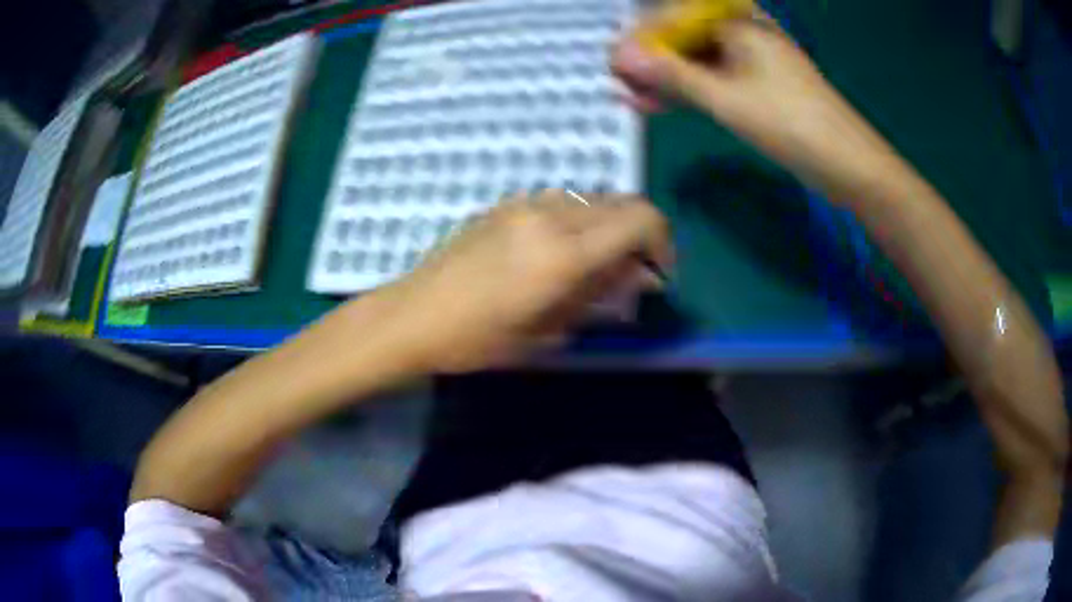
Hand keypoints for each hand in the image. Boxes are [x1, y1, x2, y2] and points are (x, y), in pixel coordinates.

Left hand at [358, 191, 672, 372]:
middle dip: (639, 234)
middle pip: (621, 202)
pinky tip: (556, 252)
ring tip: (592, 265)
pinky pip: (560, 201)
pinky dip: (578, 220)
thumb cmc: (479, 339)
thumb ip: (600, 295)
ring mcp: (524, 203)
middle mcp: (550, 214)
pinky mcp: (505, 203)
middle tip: (628, 273)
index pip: (641, 219)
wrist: (413, 315)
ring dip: (607, 225)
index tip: (656, 272)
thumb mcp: (548, 329)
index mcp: (564, 250)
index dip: (662, 242)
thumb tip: (640, 277)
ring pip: (591, 198)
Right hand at [612, 10, 894, 197]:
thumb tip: (620, 56)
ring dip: (669, 79)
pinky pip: (717, 79)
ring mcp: (755, 60)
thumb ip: (672, 75)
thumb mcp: (726, 98)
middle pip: (688, 37)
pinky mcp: (762, 85)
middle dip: (653, 60)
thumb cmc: (791, 124)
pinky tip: (666, 104)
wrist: (849, 165)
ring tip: (635, 98)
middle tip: (621, 83)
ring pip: (701, 61)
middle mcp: (746, 34)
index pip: (676, 16)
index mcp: (740, 24)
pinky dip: (693, 91)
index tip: (615, 61)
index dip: (642, 38)